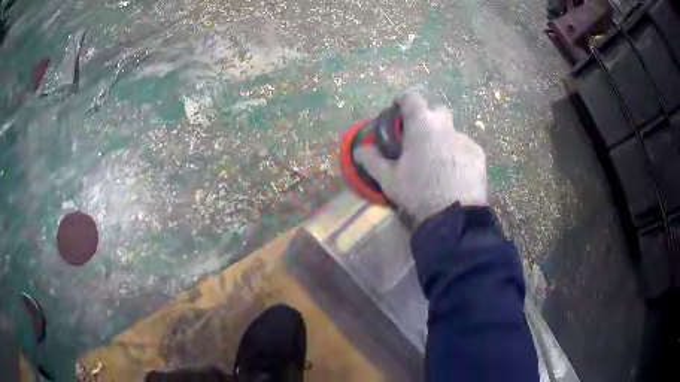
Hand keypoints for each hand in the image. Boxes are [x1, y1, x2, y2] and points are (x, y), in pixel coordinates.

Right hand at [353, 91, 486, 225]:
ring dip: (443, 140)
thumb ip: (372, 160)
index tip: (398, 112)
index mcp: (422, 124)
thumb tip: (360, 149)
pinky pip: (465, 148)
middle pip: (436, 111)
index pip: (411, 97)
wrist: (454, 216)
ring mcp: (465, 139)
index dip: (403, 101)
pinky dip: (458, 155)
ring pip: (451, 132)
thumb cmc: (418, 193)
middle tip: (419, 140)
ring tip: (439, 164)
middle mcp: (446, 125)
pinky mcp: (479, 154)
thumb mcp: (389, 179)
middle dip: (427, 119)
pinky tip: (455, 174)